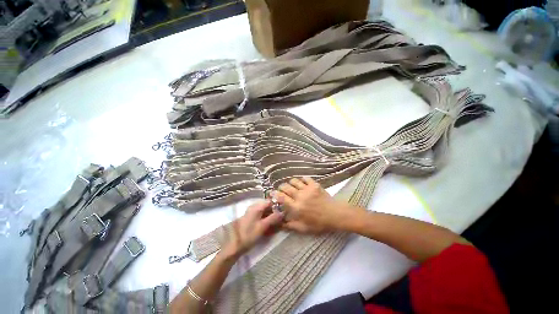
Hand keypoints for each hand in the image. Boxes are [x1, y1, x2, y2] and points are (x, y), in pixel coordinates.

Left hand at [221, 200, 283, 257]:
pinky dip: (266, 220)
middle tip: (281, 221)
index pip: (270, 201)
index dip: (277, 206)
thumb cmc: (248, 234)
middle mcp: (254, 207)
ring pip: (265, 212)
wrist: (234, 245)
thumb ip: (273, 218)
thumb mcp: (263, 226)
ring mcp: (252, 213)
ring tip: (276, 225)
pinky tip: (269, 227)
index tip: (283, 212)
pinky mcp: (251, 218)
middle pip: (268, 206)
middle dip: (275, 213)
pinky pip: (261, 216)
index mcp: (257, 207)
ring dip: (271, 217)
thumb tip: (282, 212)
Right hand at [271, 177, 349, 233]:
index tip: (273, 193)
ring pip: (294, 181)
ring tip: (292, 186)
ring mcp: (307, 189)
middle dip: (281, 187)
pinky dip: (302, 179)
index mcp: (296, 207)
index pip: (282, 197)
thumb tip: (279, 223)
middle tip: (282, 189)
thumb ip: (290, 226)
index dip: (275, 194)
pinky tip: (302, 183)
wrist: (335, 215)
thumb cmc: (319, 223)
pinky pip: (305, 178)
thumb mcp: (304, 228)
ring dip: (291, 183)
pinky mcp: (314, 185)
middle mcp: (300, 196)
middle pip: (286, 187)